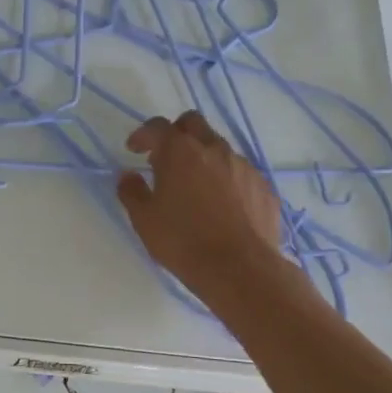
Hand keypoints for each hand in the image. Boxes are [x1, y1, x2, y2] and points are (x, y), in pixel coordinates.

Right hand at [117, 112, 284, 301]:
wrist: (240, 269)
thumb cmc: (183, 241)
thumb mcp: (144, 220)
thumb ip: (132, 192)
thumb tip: (128, 176)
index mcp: (180, 152)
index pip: (158, 127)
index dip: (143, 135)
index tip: (134, 150)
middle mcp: (214, 149)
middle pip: (193, 123)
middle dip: (176, 133)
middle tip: (165, 158)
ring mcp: (243, 166)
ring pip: (219, 148)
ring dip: (203, 158)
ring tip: (195, 187)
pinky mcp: (263, 186)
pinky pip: (240, 173)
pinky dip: (226, 179)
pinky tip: (221, 206)